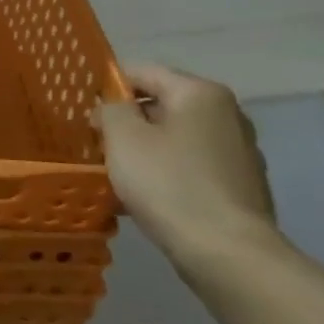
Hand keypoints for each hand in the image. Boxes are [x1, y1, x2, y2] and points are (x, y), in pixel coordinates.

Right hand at [93, 63, 276, 259]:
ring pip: (174, 137)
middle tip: (94, 143)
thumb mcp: (122, 137)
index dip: (107, 86)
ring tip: (115, 172)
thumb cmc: (168, 183)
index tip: (83, 109)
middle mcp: (226, 114)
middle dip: (126, 121)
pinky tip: (144, 195)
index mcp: (200, 94)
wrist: (226, 251)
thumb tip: (111, 105)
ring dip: (144, 148)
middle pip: (161, 105)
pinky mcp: (240, 183)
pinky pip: (190, 165)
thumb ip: (110, 109)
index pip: (142, 71)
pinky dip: (165, 171)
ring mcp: (238, 150)